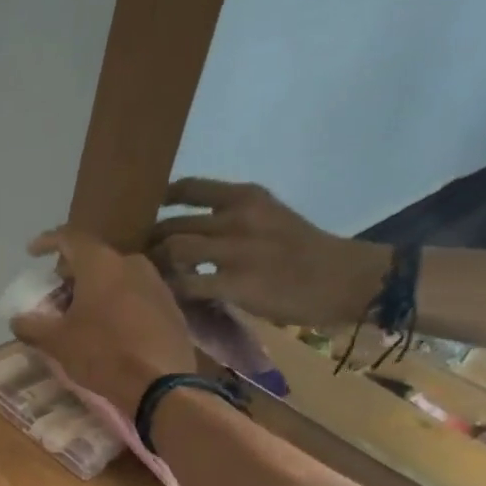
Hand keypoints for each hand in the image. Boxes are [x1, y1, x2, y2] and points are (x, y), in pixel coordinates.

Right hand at [10, 227, 195, 411]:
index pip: (70, 238)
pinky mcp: (170, 307)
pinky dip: (117, 303)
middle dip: (72, 273)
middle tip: (56, 292)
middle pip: (95, 259)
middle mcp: (131, 263)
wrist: (161, 383)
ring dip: (96, 289)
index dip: (48, 241)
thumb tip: (16, 319)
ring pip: (117, 277)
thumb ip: (32, 326)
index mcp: (101, 264)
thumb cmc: (103, 353)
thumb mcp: (58, 342)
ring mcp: (156, 284)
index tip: (32, 252)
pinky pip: (135, 295)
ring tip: (82, 313)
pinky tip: (109, 327)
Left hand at [149, 179, 389, 326]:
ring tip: (151, 278)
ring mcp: (235, 250)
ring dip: (156, 265)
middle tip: (141, 258)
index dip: (162, 201)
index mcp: (247, 197)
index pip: (190, 188)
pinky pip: (187, 284)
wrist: (344, 278)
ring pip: (173, 249)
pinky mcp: (235, 283)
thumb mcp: (270, 219)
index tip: (148, 214)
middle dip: (151, 242)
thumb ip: (232, 221)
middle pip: (172, 224)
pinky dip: (172, 290)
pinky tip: (169, 297)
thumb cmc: (306, 252)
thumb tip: (191, 235)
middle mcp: (237, 218)